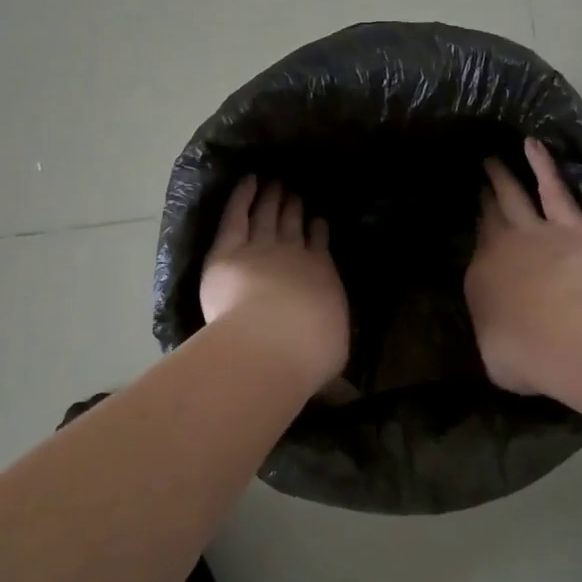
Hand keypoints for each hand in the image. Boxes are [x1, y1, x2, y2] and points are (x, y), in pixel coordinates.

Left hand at [200, 177, 348, 387]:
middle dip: (293, 208)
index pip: (319, 248)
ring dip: (271, 198)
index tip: (317, 221)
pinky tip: (247, 181)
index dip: (317, 233)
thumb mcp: (328, 366)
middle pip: (292, 225)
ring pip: (266, 216)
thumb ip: (335, 379)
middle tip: (292, 192)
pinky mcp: (229, 248)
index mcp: (321, 277)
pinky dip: (243, 196)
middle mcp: (294, 255)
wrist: (272, 340)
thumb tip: (352, 400)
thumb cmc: (307, 355)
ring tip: (274, 184)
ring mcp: (261, 247)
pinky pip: (237, 215)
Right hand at [466, 137, 581, 395]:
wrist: (565, 336)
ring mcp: (533, 232)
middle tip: (478, 183)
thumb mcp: (498, 357)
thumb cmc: (526, 356)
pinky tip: (532, 144)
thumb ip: (496, 335)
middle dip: (483, 200)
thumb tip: (499, 337)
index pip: (479, 255)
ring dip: (501, 177)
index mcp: (480, 280)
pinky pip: (552, 188)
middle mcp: (500, 248)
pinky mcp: (568, 225)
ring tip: (492, 159)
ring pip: (512, 196)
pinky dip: (541, 165)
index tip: (479, 231)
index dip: (480, 240)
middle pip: (490, 218)